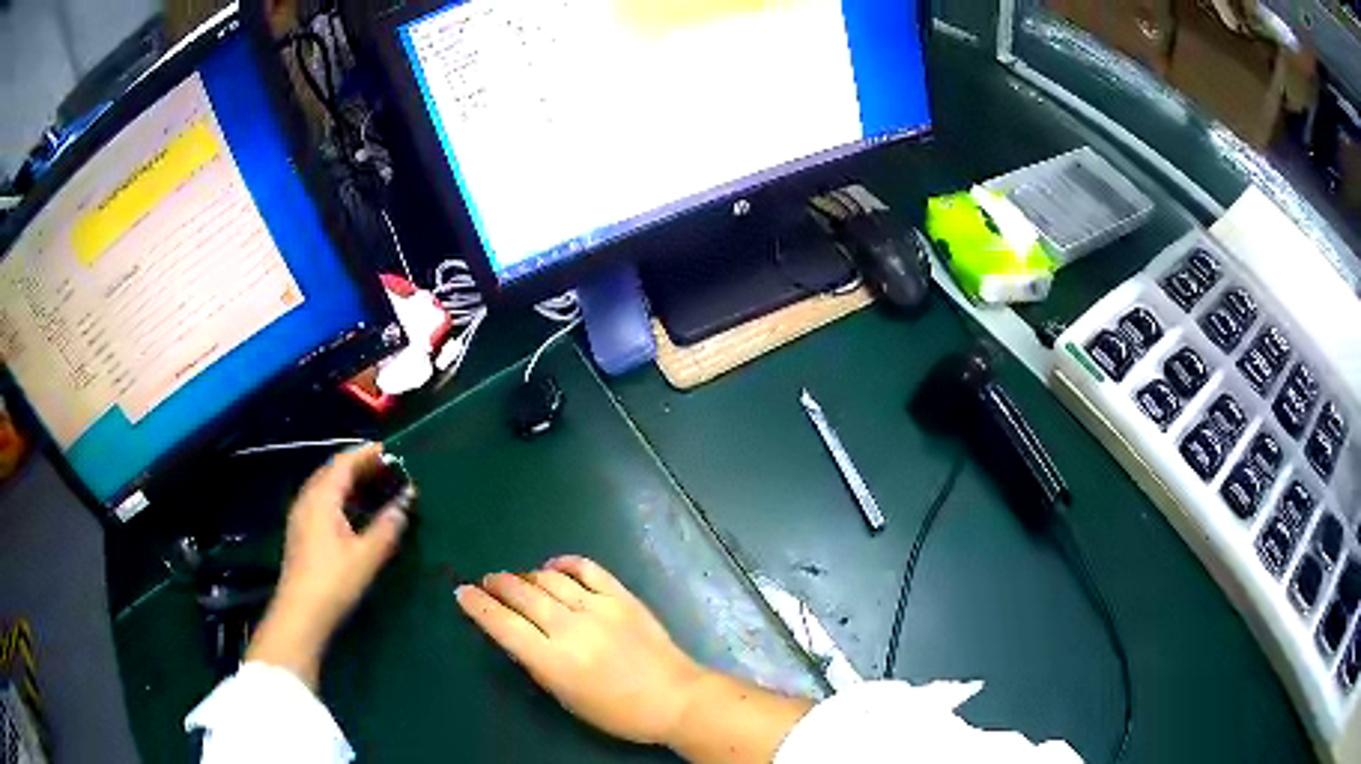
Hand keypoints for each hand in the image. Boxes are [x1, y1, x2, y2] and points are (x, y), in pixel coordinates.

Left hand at [246, 443, 410, 688]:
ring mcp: (300, 515)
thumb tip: (404, 502)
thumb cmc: (334, 581)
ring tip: (373, 487)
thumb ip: (387, 527)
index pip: (343, 463)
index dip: (366, 454)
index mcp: (321, 498)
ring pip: (325, 486)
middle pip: (332, 471)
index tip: (389, 451)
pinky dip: (339, 497)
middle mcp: (307, 499)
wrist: (300, 613)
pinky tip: (353, 513)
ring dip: (348, 482)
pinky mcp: (300, 531)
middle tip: (385, 468)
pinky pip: (321, 501)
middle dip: (358, 466)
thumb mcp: (366, 556)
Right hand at [455, 556, 706, 745]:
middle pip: (523, 595)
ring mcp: (599, 608)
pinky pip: (587, 569)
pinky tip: (553, 566)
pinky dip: (565, 563)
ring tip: (517, 579)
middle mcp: (572, 628)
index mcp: (555, 661)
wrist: (676, 698)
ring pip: (549, 580)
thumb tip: (515, 635)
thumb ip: (538, 665)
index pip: (504, 625)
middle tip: (487, 582)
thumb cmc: (619, 712)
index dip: (478, 606)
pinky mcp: (623, 597)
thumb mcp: (568, 698)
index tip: (462, 592)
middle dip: (498, 585)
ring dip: (527, 576)